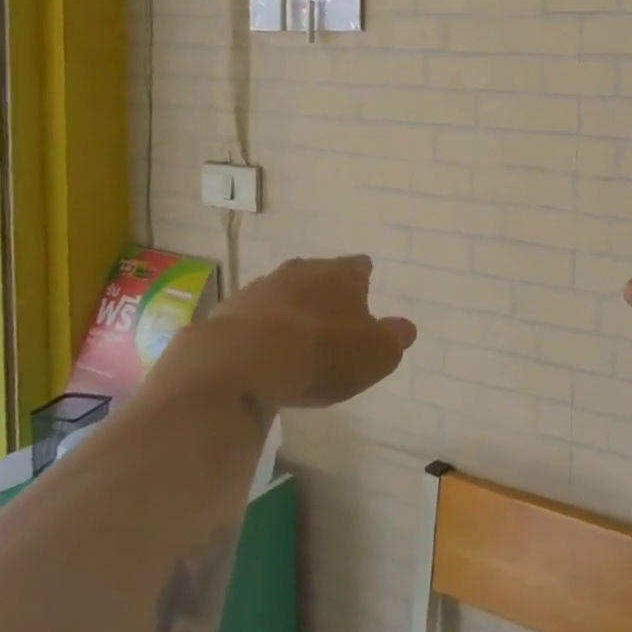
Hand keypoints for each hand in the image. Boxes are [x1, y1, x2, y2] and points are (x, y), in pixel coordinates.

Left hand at [151, 255, 415, 411]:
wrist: (241, 364)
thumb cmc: (323, 353)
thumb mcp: (377, 354)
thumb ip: (394, 339)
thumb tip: (404, 329)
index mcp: (342, 274)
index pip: (360, 266)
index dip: (363, 282)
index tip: (364, 298)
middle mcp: (302, 271)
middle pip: (318, 275)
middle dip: (324, 294)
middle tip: (330, 322)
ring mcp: (260, 288)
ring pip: (282, 293)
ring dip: (288, 311)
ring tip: (293, 342)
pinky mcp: (226, 313)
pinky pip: (250, 318)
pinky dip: (257, 332)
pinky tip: (259, 356)